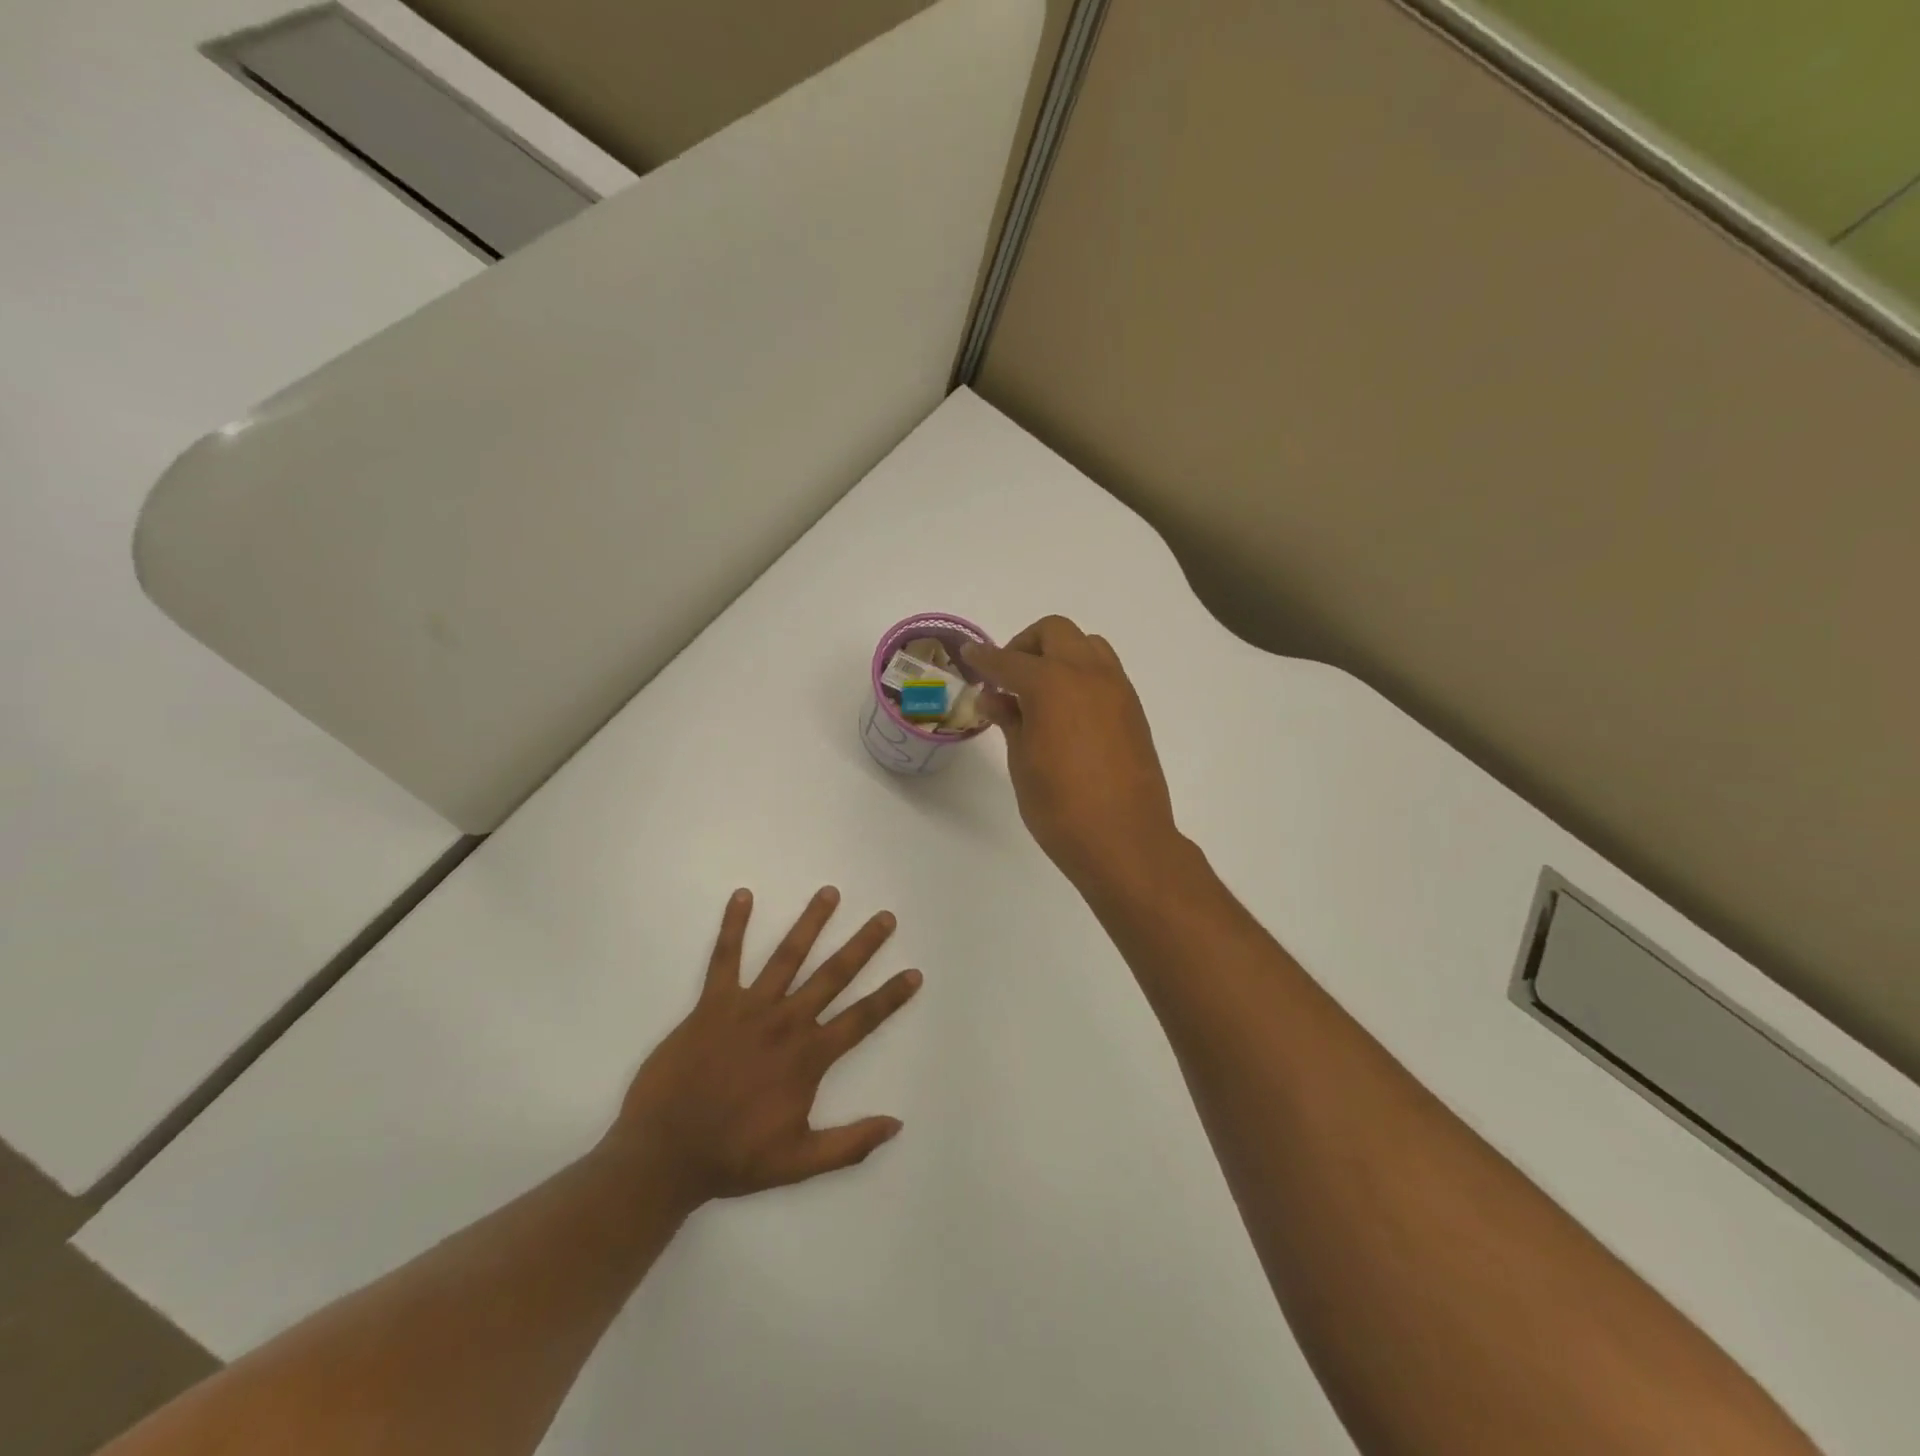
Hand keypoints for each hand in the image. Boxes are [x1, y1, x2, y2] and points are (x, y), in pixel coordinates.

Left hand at [606, 887, 921, 1210]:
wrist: (664, 1153)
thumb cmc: (733, 1158)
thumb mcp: (799, 1163)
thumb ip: (849, 1144)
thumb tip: (896, 1124)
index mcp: (808, 1057)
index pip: (861, 1019)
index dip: (890, 996)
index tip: (914, 973)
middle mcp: (786, 1023)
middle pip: (833, 975)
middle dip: (863, 945)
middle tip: (885, 917)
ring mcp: (749, 1008)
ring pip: (787, 956)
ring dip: (810, 923)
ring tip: (829, 893)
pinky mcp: (713, 1003)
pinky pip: (725, 958)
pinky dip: (733, 926)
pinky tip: (742, 895)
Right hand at [962, 616, 1180, 891]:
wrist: (1125, 840)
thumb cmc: (1061, 807)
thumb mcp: (1022, 762)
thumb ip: (1010, 720)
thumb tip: (994, 697)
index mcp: (1053, 684)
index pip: (1010, 660)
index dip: (985, 658)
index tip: (969, 656)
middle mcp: (1088, 674)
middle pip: (1055, 632)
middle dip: (1025, 645)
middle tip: (1008, 678)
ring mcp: (1117, 689)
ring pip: (1086, 645)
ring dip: (1059, 654)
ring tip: (1040, 692)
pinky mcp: (1133, 708)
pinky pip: (1104, 670)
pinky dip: (1081, 674)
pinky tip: (1067, 710)